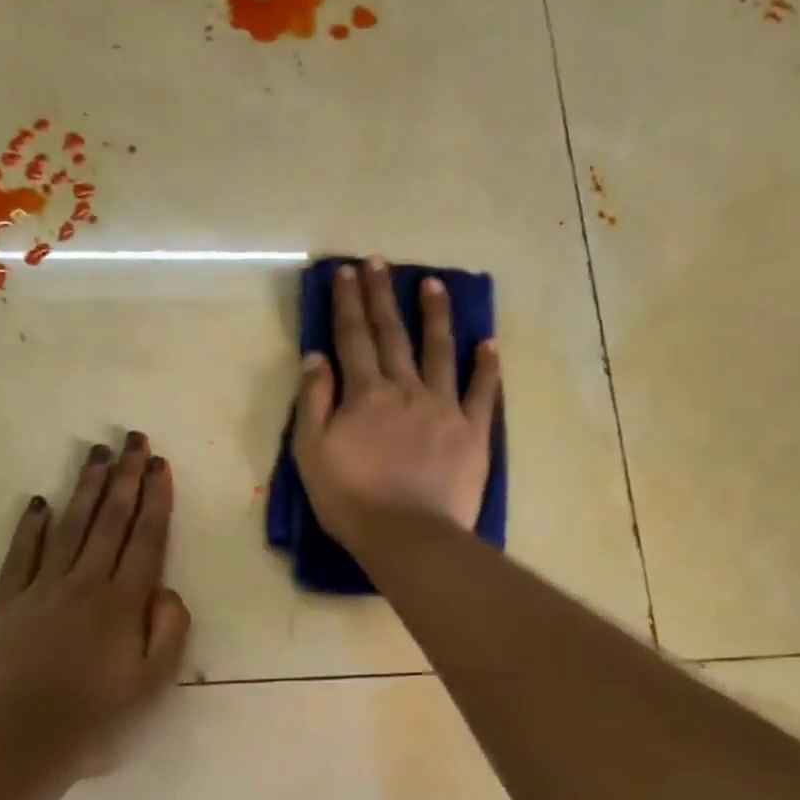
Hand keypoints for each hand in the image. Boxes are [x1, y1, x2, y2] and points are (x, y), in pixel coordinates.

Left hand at [0, 433, 191, 779]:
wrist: (17, 742)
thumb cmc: (95, 720)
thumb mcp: (152, 685)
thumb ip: (169, 632)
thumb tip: (167, 591)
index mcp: (123, 603)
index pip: (145, 540)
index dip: (155, 500)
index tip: (159, 465)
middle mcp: (85, 584)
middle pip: (109, 521)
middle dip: (124, 478)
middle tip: (132, 440)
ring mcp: (41, 589)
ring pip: (69, 527)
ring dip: (84, 488)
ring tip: (96, 454)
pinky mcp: (5, 603)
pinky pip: (20, 555)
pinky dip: (31, 528)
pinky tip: (39, 503)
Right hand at [292, 258, 501, 553]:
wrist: (408, 536)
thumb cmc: (351, 499)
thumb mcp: (311, 452)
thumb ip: (313, 401)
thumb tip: (317, 356)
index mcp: (365, 393)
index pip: (353, 338)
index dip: (347, 303)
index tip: (345, 273)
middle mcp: (405, 388)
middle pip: (393, 334)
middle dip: (383, 296)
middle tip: (380, 262)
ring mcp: (443, 407)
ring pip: (439, 351)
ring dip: (435, 316)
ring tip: (434, 284)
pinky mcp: (472, 431)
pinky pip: (482, 392)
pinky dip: (486, 366)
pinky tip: (488, 344)